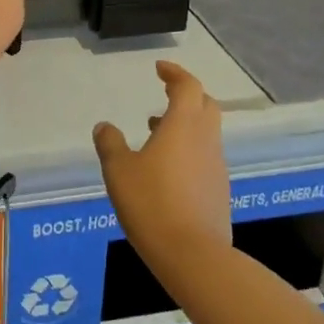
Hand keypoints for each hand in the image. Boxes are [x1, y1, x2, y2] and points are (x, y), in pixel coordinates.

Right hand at [93, 62, 230, 285]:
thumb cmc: (152, 203)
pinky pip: (205, 157)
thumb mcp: (119, 170)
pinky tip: (166, 169)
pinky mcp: (218, 191)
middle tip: (165, 94)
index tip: (160, 68)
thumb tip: (104, 126)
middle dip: (187, 95)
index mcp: (183, 125)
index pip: (187, 86)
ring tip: (155, 131)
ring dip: (185, 124)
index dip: (175, 73)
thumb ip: (110, 144)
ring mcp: (216, 167)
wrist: (193, 255)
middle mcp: (205, 140)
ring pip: (206, 132)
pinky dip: (188, 150)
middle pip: (206, 105)